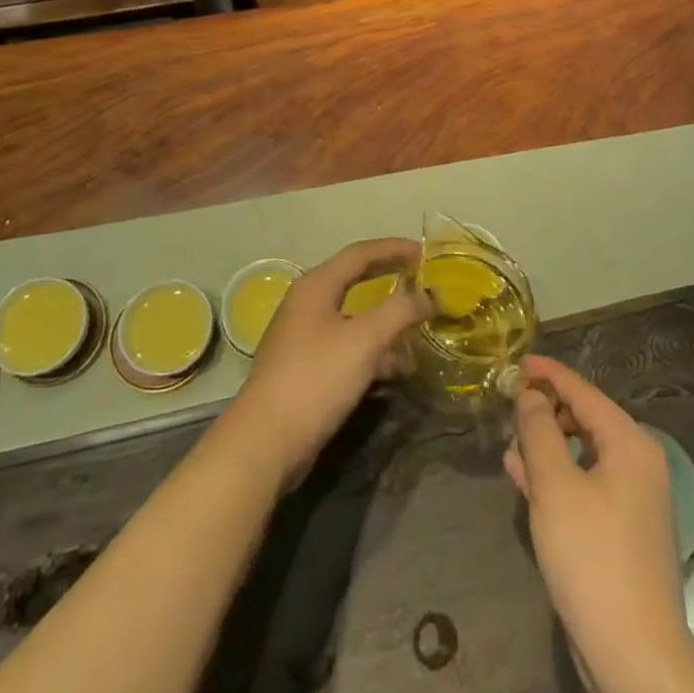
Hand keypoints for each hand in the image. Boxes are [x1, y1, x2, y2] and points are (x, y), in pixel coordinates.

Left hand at [221, 238, 430, 489]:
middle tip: (422, 280)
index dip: (394, 249)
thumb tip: (428, 296)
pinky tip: (396, 370)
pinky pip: (347, 347)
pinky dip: (372, 351)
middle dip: (390, 280)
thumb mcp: (365, 340)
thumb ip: (399, 311)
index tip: (425, 253)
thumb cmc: (316, 378)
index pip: (361, 253)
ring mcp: (303, 337)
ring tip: (418, 333)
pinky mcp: (305, 369)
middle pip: (355, 281)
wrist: (265, 443)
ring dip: (385, 322)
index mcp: (316, 286)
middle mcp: (307, 304)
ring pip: (353, 318)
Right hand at [505, 357, 688, 692]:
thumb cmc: (593, 557)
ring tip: (509, 441)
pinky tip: (524, 477)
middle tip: (507, 406)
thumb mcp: (555, 486)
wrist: (634, 655)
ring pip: (582, 454)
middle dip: (545, 411)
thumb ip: (539, 430)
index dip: (548, 374)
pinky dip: (557, 476)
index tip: (516, 362)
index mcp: (630, 443)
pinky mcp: (621, 530)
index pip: (583, 391)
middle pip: (585, 419)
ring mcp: (632, 499)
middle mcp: (638, 463)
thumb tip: (531, 395)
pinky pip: (585, 484)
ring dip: (546, 445)